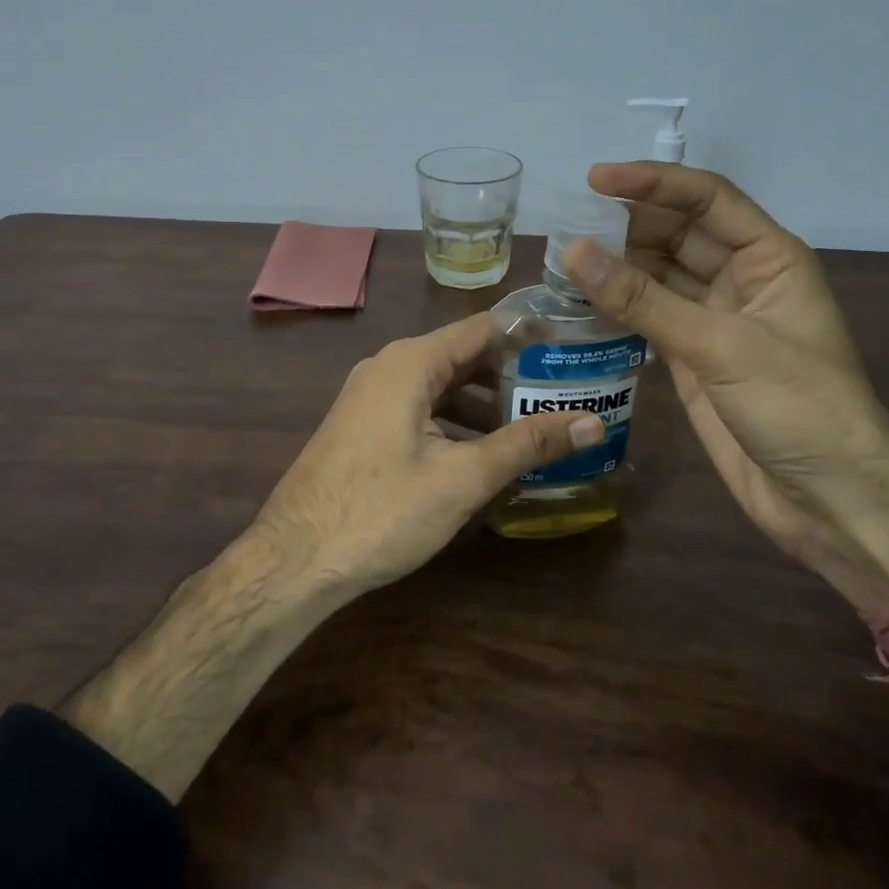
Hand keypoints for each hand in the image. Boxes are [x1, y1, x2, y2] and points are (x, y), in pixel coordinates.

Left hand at [249, 312, 604, 593]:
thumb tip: (594, 423)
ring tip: (538, 428)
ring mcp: (372, 397)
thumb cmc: (381, 511)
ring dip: (486, 405)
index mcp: (411, 362)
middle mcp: (389, 367)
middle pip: (464, 356)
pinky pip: (421, 409)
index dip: (532, 336)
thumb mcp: (463, 478)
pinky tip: (486, 455)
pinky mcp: (365, 427)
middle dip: (514, 375)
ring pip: (442, 387)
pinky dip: (456, 423)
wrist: (293, 560)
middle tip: (568, 393)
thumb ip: (528, 444)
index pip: (484, 328)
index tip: (577, 350)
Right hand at [564, 162, 888, 608]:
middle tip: (567, 221)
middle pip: (677, 233)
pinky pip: (646, 318)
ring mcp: (713, 320)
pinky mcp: (691, 358)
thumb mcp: (722, 346)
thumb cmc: (799, 409)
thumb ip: (644, 300)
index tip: (595, 179)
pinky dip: (615, 308)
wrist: (830, 500)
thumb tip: (574, 252)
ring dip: (616, 265)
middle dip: (627, 223)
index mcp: (769, 258)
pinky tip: (578, 301)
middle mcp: (740, 280)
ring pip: (657, 275)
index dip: (652, 183)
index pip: (706, 199)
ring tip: (561, 257)